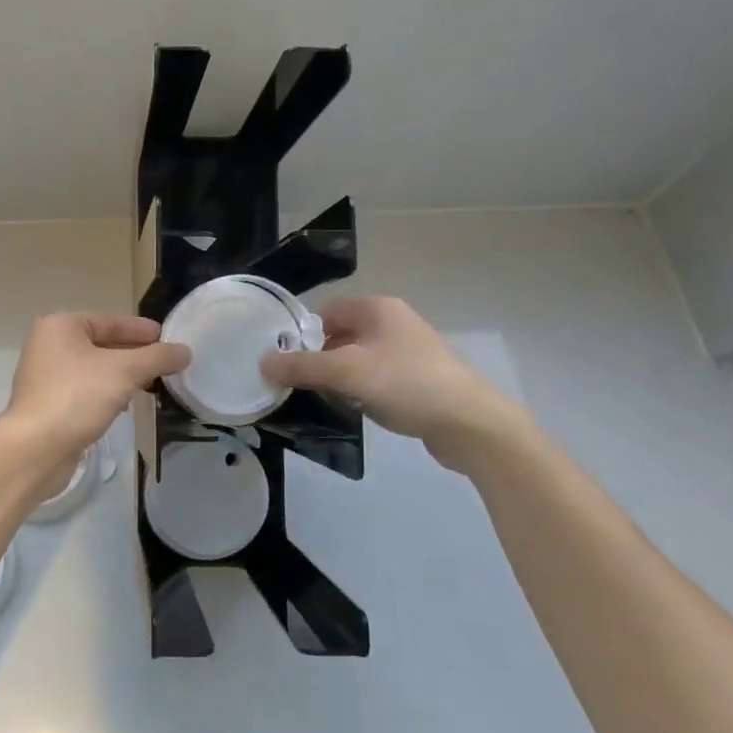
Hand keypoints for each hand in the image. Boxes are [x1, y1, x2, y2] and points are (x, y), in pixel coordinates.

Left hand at [2, 312, 189, 473]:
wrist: (35, 449)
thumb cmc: (77, 397)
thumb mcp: (124, 371)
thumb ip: (157, 358)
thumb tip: (185, 351)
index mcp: (61, 326)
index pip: (110, 320)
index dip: (141, 329)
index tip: (167, 337)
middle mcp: (49, 345)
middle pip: (102, 343)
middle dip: (134, 354)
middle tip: (165, 362)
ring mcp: (46, 377)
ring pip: (94, 369)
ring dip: (122, 375)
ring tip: (151, 384)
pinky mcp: (48, 405)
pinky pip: (85, 390)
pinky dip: (106, 393)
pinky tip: (125, 405)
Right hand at [260, 296, 530, 470]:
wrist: (470, 423)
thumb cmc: (405, 384)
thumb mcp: (346, 373)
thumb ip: (301, 367)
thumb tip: (262, 362)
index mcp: (378, 308)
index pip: (327, 310)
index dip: (304, 333)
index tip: (288, 361)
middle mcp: (394, 322)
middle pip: (342, 334)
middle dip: (320, 358)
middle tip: (303, 383)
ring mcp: (410, 350)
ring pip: (359, 358)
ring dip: (341, 377)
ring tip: (330, 399)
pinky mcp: (420, 377)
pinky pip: (378, 376)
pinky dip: (363, 389)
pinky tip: (360, 410)